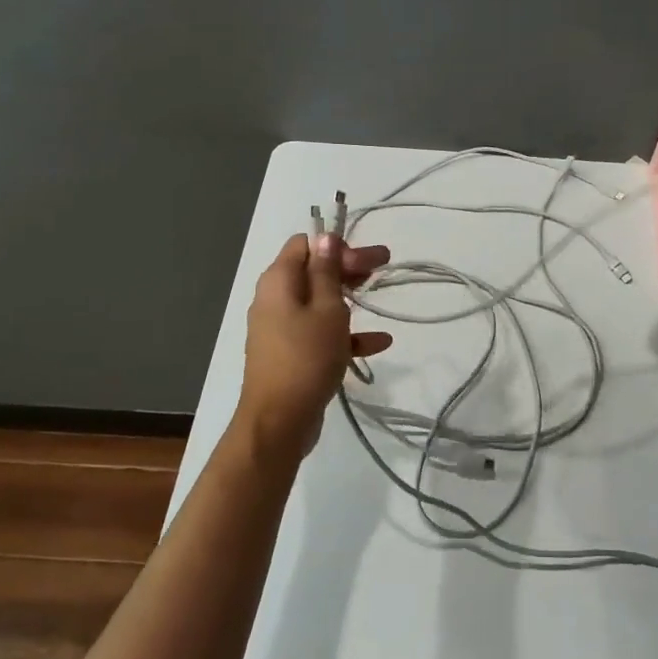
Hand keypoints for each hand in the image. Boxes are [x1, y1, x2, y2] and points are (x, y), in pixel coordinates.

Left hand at [234, 233, 391, 463]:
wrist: (279, 421)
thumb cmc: (306, 357)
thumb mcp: (326, 309)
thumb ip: (327, 272)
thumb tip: (324, 237)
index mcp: (278, 282)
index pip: (305, 245)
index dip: (336, 246)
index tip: (366, 260)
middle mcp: (274, 300)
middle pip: (313, 271)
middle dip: (348, 268)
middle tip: (383, 268)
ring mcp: (281, 328)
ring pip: (319, 302)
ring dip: (349, 299)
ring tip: (379, 298)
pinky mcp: (291, 354)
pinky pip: (320, 333)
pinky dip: (346, 333)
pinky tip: (380, 343)